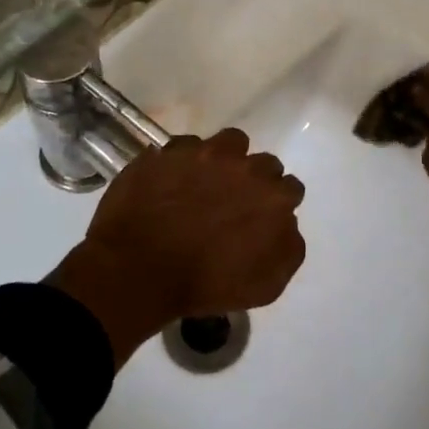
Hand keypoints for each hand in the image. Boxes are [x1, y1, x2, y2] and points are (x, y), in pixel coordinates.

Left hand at [48, 128, 306, 366]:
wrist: (138, 270)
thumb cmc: (206, 284)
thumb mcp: (266, 285)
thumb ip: (288, 249)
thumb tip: (287, 225)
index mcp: (272, 197)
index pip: (290, 189)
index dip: (277, 203)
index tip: (262, 217)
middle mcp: (243, 166)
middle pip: (262, 163)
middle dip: (253, 180)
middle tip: (234, 202)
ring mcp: (203, 154)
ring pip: (228, 142)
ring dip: (226, 159)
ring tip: (208, 180)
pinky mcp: (168, 152)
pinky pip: (185, 147)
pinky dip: (184, 161)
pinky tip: (174, 181)